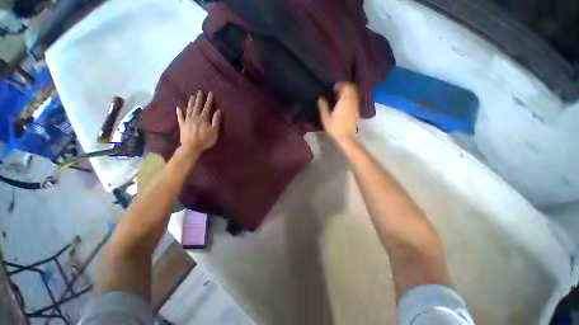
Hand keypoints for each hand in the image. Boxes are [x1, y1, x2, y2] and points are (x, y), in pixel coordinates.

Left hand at [176, 90, 222, 153]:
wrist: (191, 147)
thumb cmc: (205, 140)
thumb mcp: (214, 131)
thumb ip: (216, 120)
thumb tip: (218, 111)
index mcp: (203, 118)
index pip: (207, 107)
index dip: (209, 100)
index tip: (210, 93)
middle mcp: (195, 117)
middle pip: (197, 106)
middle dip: (199, 98)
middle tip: (199, 91)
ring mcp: (187, 120)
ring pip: (189, 109)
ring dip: (190, 102)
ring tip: (192, 96)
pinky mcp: (182, 125)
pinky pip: (180, 117)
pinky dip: (179, 112)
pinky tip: (178, 108)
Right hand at [318, 83, 359, 141]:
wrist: (346, 138)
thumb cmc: (335, 128)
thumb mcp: (326, 118)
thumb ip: (323, 107)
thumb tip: (320, 98)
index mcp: (344, 102)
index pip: (346, 87)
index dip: (341, 85)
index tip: (333, 88)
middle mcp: (352, 102)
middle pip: (351, 89)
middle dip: (344, 88)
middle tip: (336, 91)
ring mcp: (355, 107)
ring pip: (354, 95)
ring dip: (348, 93)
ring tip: (339, 97)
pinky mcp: (356, 112)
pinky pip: (355, 100)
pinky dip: (350, 99)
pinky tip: (344, 104)